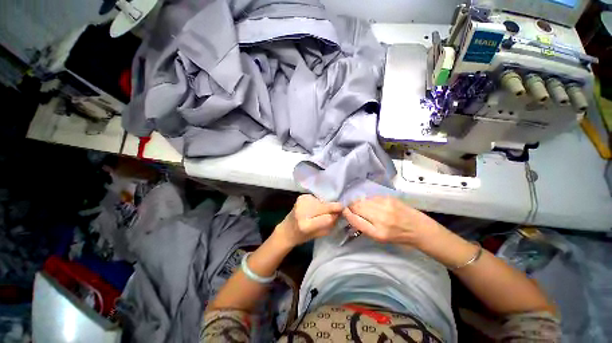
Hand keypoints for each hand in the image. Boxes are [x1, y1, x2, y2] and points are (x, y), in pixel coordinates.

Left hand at [274, 195, 342, 246]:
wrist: (286, 229)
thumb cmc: (302, 236)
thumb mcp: (318, 235)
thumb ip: (330, 225)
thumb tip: (341, 213)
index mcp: (305, 225)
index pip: (328, 218)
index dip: (337, 214)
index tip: (344, 212)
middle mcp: (302, 211)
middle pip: (325, 206)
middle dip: (333, 208)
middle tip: (337, 211)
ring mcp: (301, 201)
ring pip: (322, 201)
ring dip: (325, 205)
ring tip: (322, 211)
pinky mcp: (301, 196)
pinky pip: (316, 198)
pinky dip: (319, 202)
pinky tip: (316, 207)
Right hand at [342, 197, 443, 246]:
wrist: (420, 229)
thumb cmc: (399, 237)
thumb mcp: (380, 238)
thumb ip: (364, 226)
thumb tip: (351, 214)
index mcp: (378, 233)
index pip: (355, 220)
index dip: (347, 213)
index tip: (343, 210)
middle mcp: (381, 219)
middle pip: (357, 207)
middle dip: (351, 206)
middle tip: (350, 206)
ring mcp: (386, 206)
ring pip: (363, 200)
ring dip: (358, 202)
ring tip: (360, 205)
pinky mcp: (389, 198)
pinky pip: (371, 197)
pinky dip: (367, 199)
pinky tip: (371, 203)